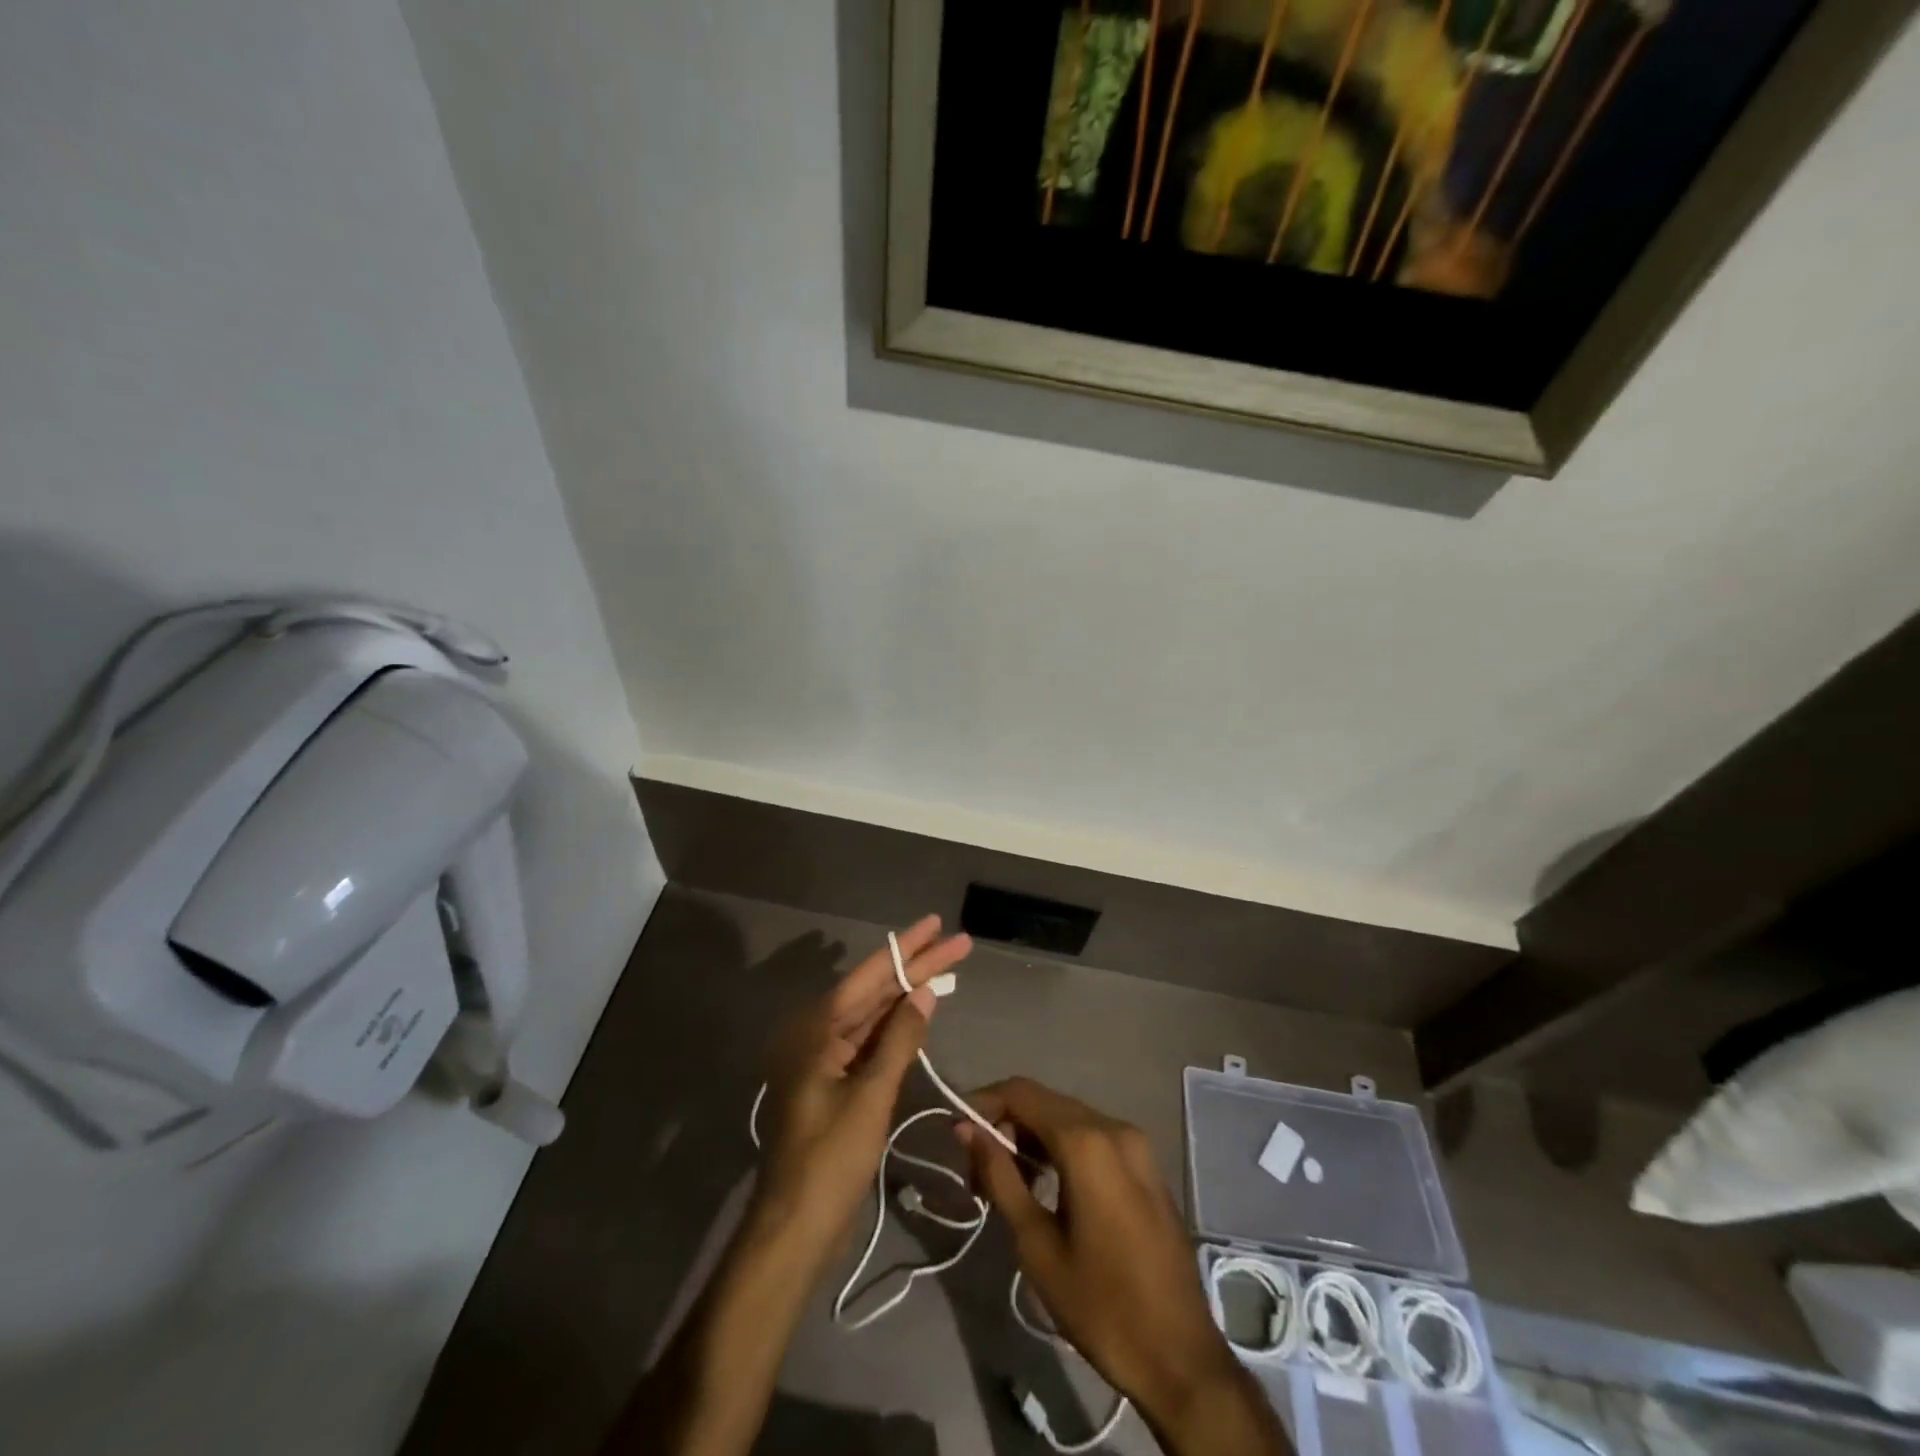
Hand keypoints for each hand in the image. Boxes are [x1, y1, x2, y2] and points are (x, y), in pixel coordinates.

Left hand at [752, 916, 972, 1248]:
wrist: (795, 1227)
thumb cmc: (830, 1159)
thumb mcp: (870, 1096)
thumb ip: (899, 1040)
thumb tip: (924, 992)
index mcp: (817, 1030)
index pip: (869, 976)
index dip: (906, 948)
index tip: (937, 924)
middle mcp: (819, 1036)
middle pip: (874, 992)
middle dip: (916, 967)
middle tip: (957, 942)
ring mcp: (828, 1061)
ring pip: (875, 1016)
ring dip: (909, 994)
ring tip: (946, 968)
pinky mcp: (838, 1084)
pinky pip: (871, 1043)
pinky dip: (897, 1028)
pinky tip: (921, 1011)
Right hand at [960, 1079, 1285, 1453]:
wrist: (1182, 1357)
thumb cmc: (1101, 1305)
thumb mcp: (1037, 1245)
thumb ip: (1000, 1176)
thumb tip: (967, 1129)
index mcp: (1087, 1141)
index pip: (1022, 1092)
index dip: (983, 1103)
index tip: (956, 1135)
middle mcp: (1114, 1127)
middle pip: (1045, 1102)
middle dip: (1005, 1125)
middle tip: (976, 1172)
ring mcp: (1135, 1144)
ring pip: (1068, 1119)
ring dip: (1032, 1138)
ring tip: (1005, 1184)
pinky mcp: (1146, 1165)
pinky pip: (1092, 1138)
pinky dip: (1061, 1149)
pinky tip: (1045, 1186)